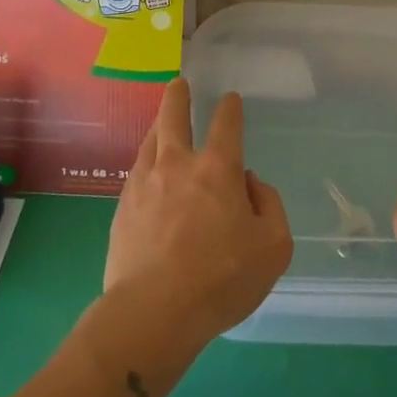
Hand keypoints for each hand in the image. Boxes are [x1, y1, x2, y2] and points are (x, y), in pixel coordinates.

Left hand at [105, 79, 292, 350]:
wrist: (153, 313)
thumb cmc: (222, 279)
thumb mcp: (274, 246)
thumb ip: (269, 205)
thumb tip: (250, 184)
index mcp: (218, 170)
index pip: (226, 125)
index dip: (230, 109)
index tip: (231, 99)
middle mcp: (178, 166)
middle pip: (173, 118)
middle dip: (178, 97)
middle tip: (178, 84)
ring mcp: (144, 185)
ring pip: (150, 142)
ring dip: (158, 125)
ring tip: (160, 121)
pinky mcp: (122, 210)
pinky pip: (136, 172)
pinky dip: (145, 162)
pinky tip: (146, 170)